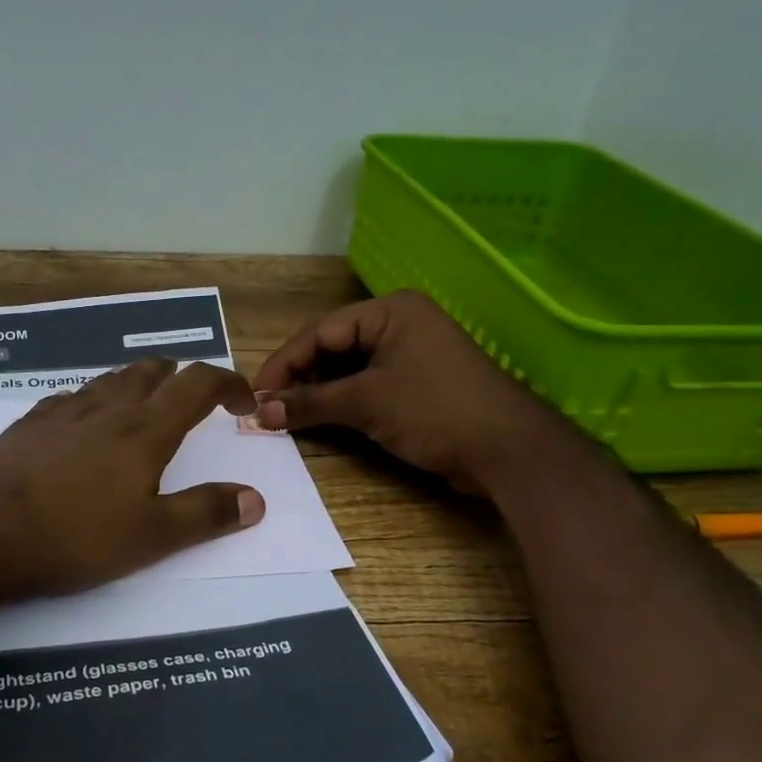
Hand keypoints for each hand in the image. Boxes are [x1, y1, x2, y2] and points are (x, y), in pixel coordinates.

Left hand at [0, 360, 264, 599]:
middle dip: (180, 378)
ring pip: (108, 380)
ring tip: (143, 407)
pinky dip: (92, 402)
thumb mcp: (151, 537)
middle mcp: (105, 409)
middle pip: (150, 372)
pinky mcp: (26, 427)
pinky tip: (81, 425)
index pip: (198, 384)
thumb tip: (256, 499)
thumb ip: (206, 514)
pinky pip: (70, 399)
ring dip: (136, 384)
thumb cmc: (72, 535)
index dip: (228, 384)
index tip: (244, 403)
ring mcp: (60, 413)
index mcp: (143, 429)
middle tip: (193, 400)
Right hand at [251, 290, 561, 494]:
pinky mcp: (416, 385)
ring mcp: (410, 355)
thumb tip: (260, 412)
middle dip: (299, 378)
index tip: (255, 393)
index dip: (284, 363)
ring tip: (287, 416)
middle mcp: (399, 325)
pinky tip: (319, 419)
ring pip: (348, 369)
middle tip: (268, 407)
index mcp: (390, 311)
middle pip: (333, 348)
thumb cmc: (434, 410)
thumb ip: (309, 403)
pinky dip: (341, 403)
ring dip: (317, 393)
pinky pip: (367, 386)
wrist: (507, 450)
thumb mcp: (366, 402)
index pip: (321, 332)